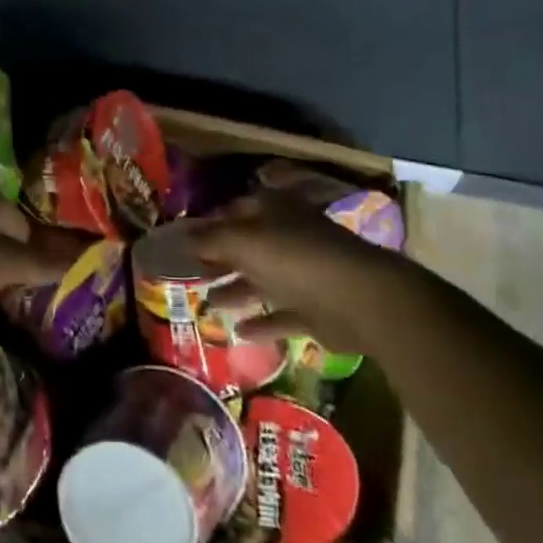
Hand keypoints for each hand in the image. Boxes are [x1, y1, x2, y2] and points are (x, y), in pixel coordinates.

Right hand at [189, 190, 414, 354]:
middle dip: (220, 259)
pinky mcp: (316, 310)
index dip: (210, 222)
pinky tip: (238, 332)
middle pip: (248, 247)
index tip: (184, 239)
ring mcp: (304, 275)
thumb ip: (211, 239)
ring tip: (206, 303)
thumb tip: (183, 237)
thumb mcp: (244, 241)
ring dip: (236, 291)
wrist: (359, 300)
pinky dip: (261, 323)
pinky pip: (281, 315)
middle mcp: (289, 238)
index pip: (237, 209)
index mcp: (275, 212)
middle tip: (189, 272)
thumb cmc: (296, 258)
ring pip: (263, 281)